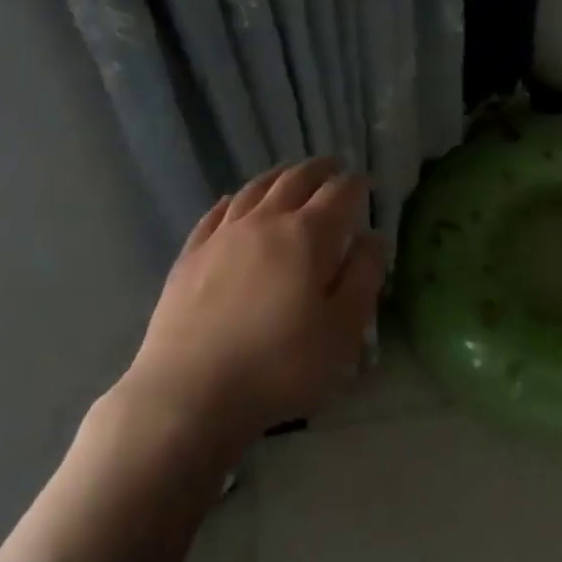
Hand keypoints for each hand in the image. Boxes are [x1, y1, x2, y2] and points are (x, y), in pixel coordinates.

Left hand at [120, 159, 383, 443]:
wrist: (189, 393)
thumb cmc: (280, 366)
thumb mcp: (342, 331)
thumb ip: (363, 278)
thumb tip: (372, 238)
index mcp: (308, 235)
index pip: (339, 194)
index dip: (356, 185)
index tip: (366, 184)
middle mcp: (265, 222)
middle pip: (296, 180)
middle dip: (319, 170)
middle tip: (333, 167)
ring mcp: (222, 235)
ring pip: (255, 189)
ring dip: (279, 176)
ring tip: (291, 175)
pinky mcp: (191, 255)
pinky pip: (216, 213)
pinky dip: (235, 200)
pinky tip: (236, 201)